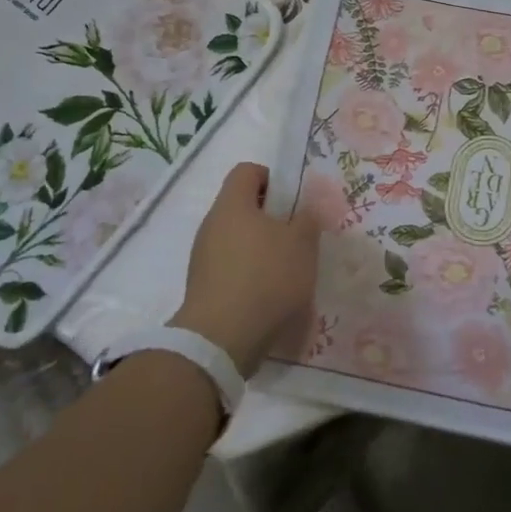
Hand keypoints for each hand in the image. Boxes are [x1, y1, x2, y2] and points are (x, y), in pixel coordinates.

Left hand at [170, 163, 318, 375]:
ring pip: (237, 240)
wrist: (221, 341)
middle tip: (298, 237)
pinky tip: (270, 296)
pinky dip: (250, 276)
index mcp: (232, 204)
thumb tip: (305, 211)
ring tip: (288, 271)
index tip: (293, 201)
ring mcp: (203, 258)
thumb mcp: (302, 244)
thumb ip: (307, 219)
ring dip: (262, 249)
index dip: (272, 178)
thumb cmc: (266, 278)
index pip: (248, 171)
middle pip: (242, 207)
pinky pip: (231, 269)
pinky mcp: (203, 288)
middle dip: (271, 219)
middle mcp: (212, 225)